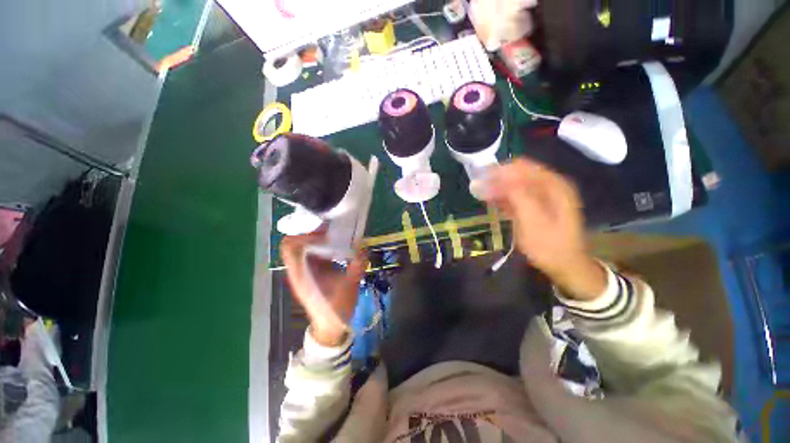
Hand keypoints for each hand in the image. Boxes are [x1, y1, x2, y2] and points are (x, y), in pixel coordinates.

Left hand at [280, 233, 367, 345]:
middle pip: (297, 242)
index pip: (290, 246)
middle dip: (313, 233)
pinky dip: (325, 245)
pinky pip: (315, 252)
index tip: (323, 233)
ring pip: (306, 246)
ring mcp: (306, 270)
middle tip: (332, 229)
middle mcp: (300, 269)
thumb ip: (356, 266)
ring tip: (337, 234)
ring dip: (319, 238)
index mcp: (301, 273)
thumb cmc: (336, 309)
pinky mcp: (314, 271)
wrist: (331, 327)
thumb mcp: (349, 287)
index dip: (304, 236)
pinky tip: (339, 246)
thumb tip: (364, 247)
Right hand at [483, 158, 606, 299]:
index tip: (481, 176)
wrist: (565, 266)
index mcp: (553, 185)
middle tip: (477, 186)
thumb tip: (497, 176)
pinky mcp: (535, 207)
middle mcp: (549, 186)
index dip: (501, 170)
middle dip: (497, 178)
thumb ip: (517, 195)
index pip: (523, 167)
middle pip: (518, 174)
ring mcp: (543, 197)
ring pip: (515, 185)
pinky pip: (517, 196)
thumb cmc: (549, 245)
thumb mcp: (532, 220)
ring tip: (480, 192)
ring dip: (498, 187)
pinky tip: (491, 201)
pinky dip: (503, 197)